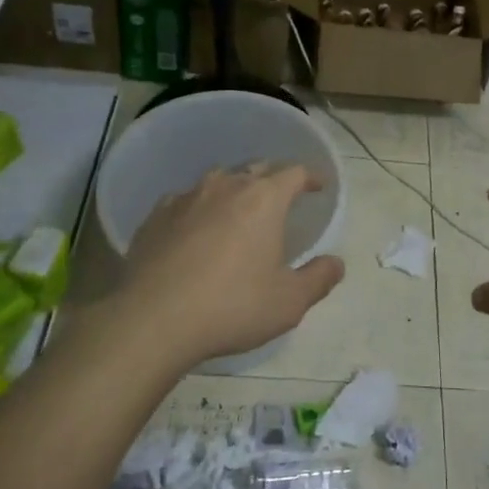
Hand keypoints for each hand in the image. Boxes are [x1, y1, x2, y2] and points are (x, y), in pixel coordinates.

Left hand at [113, 164, 343, 370]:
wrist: (153, 320)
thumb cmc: (232, 306)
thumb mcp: (289, 302)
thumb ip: (319, 278)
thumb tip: (336, 263)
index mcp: (264, 199)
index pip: (294, 173)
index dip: (310, 177)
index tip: (318, 187)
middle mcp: (226, 187)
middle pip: (256, 168)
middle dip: (273, 178)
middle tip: (280, 198)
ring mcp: (186, 198)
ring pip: (218, 180)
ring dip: (234, 189)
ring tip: (238, 209)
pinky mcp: (155, 216)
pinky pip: (184, 200)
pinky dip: (198, 208)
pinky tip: (195, 229)